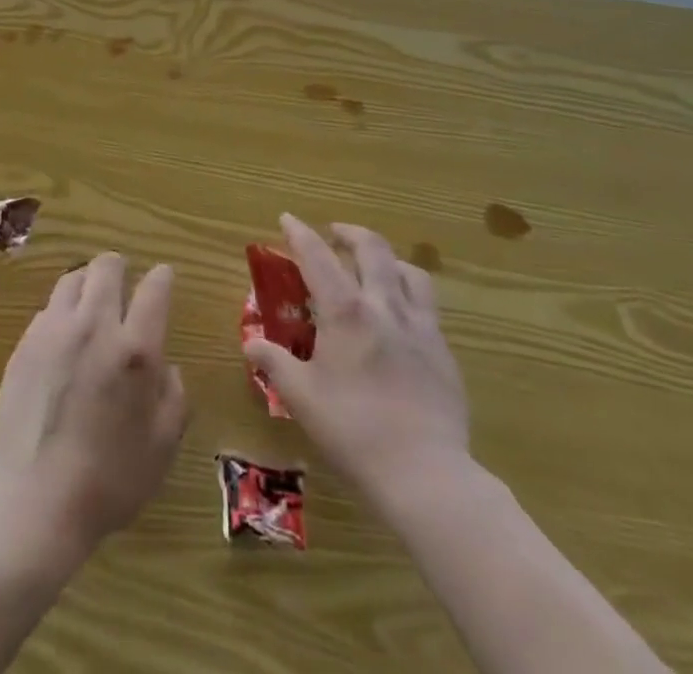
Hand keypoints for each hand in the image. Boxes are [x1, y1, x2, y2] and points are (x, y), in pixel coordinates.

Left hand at [0, 254, 187, 557]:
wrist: (33, 503)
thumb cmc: (109, 481)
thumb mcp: (162, 447)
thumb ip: (174, 397)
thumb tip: (164, 368)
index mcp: (135, 348)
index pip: (154, 287)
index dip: (162, 277)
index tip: (163, 279)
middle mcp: (95, 325)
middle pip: (107, 266)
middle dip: (120, 269)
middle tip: (124, 288)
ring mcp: (54, 331)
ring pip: (72, 278)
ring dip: (87, 284)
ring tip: (91, 307)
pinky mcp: (24, 345)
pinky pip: (47, 309)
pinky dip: (61, 313)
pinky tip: (63, 341)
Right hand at [245, 214, 470, 501]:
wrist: (426, 474)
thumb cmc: (354, 431)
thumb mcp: (302, 398)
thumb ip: (275, 363)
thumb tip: (250, 344)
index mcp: (345, 311)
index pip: (317, 256)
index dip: (299, 233)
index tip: (286, 218)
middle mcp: (384, 305)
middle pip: (371, 248)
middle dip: (349, 232)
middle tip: (334, 233)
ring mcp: (420, 326)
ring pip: (408, 270)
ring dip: (386, 258)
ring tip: (374, 266)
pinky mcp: (443, 350)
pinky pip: (428, 304)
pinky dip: (409, 292)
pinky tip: (401, 315)